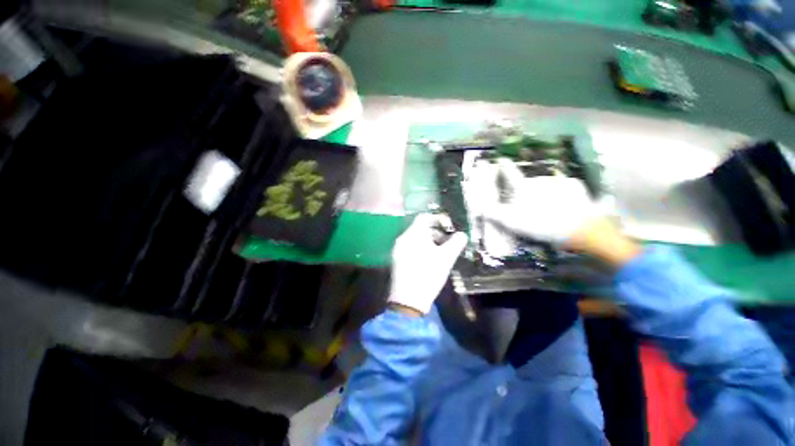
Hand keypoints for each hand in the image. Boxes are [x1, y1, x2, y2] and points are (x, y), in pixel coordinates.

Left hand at [388, 214, 467, 314]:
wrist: (408, 300)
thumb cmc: (429, 274)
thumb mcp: (446, 258)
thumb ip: (456, 243)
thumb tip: (462, 234)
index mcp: (413, 234)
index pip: (424, 217)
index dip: (438, 218)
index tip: (449, 226)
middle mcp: (403, 238)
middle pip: (420, 228)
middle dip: (436, 232)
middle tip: (448, 241)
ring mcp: (398, 249)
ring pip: (415, 238)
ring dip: (429, 241)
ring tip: (441, 252)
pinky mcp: (397, 260)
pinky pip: (410, 247)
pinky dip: (421, 248)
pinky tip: (430, 259)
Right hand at [486, 158, 640, 266]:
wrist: (580, 229)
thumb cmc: (541, 224)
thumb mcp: (512, 222)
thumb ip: (494, 213)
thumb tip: (480, 207)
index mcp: (523, 187)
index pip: (509, 172)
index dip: (503, 165)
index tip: (499, 160)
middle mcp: (539, 179)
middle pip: (527, 183)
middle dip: (525, 191)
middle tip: (528, 207)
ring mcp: (559, 181)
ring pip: (545, 185)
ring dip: (542, 193)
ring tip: (547, 209)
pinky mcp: (575, 185)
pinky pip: (563, 187)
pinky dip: (560, 194)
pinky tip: (562, 206)